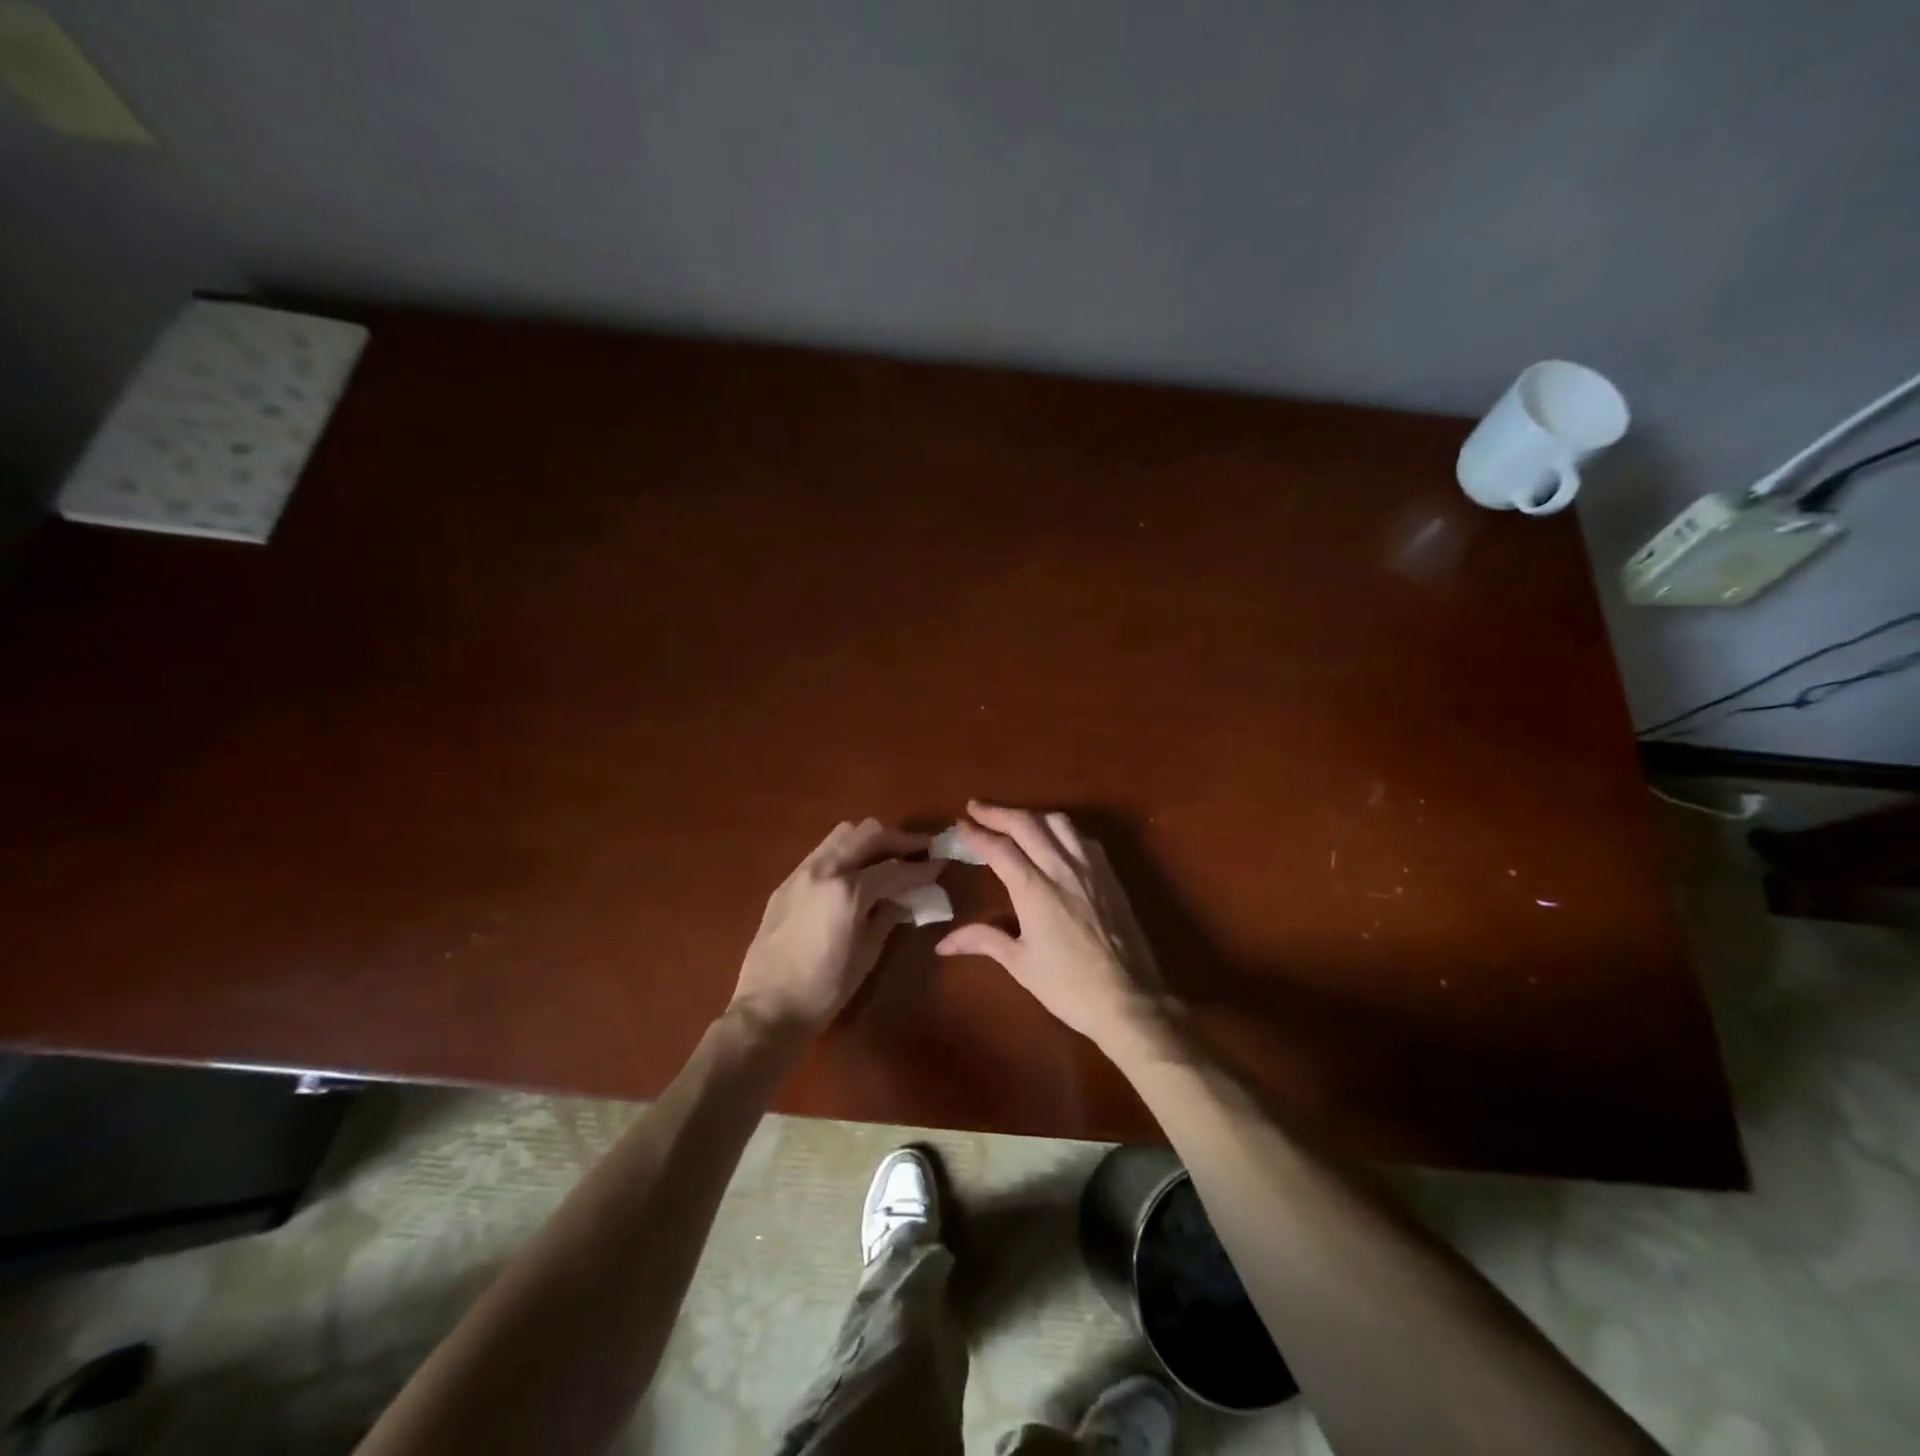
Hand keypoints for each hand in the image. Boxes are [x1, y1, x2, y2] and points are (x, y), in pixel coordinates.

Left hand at [730, 819, 939, 1034]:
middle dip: (898, 839)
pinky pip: (823, 852)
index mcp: (848, 890)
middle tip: (918, 851)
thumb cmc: (826, 988)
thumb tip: (906, 898)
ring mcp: (801, 872)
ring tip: (887, 857)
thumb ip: (889, 915)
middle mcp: (824, 869)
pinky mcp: (786, 882)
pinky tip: (855, 874)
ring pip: (842, 834)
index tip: (941, 865)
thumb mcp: (868, 952)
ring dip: (870, 840)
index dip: (922, 868)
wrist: (768, 1007)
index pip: (895, 868)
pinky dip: (846, 853)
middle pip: (868, 833)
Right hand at [935, 802, 1166, 1050]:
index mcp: (1035, 889)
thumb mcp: (1020, 964)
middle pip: (1027, 824)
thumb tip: (942, 943)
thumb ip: (983, 940)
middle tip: (976, 807)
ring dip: (1031, 814)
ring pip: (1058, 823)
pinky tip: (1054, 837)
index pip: (1000, 848)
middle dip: (998, 812)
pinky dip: (1060, 828)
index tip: (960, 822)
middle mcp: (1062, 868)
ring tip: (1013, 818)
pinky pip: (1082, 837)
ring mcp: (1090, 868)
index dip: (977, 833)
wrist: (1130, 999)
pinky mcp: (1110, 875)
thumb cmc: (1068, 986)